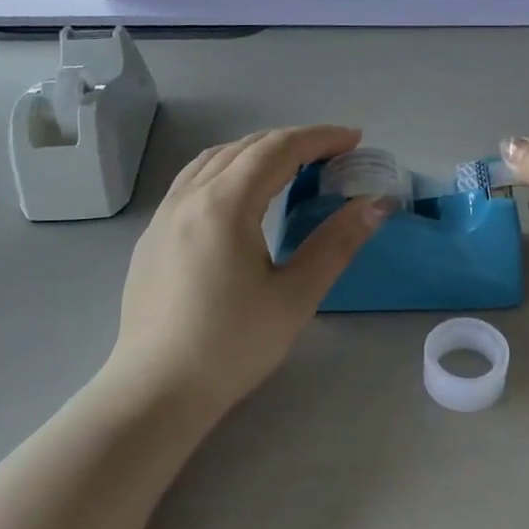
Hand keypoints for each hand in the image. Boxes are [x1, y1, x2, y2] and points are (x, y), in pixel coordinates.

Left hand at [109, 125, 388, 415]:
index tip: (354, 140)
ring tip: (291, 166)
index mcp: (224, 205)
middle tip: (333, 155)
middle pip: (246, 148)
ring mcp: (164, 215)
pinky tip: (240, 194)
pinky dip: (228, 168)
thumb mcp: (295, 296)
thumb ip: (337, 243)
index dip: (319, 138)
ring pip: (214, 159)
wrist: (156, 390)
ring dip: (257, 151)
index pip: (277, 150)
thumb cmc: (232, 345)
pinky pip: (193, 180)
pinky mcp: (152, 235)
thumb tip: (375, 204)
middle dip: (293, 142)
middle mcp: (189, 197)